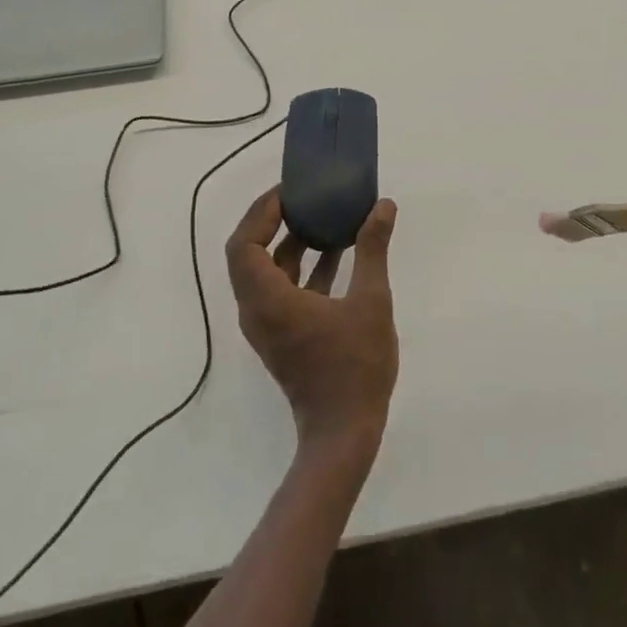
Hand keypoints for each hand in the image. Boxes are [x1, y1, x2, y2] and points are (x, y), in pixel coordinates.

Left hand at [225, 189, 399, 460]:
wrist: (344, 436)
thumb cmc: (355, 368)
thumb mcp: (371, 301)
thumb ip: (372, 250)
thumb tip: (383, 205)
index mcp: (269, 300)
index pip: (244, 244)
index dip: (260, 212)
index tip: (288, 191)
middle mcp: (257, 310)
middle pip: (248, 253)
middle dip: (270, 220)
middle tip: (300, 196)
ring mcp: (267, 325)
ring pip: (264, 271)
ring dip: (287, 242)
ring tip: (319, 214)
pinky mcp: (281, 335)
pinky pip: (280, 288)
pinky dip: (300, 266)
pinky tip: (335, 251)